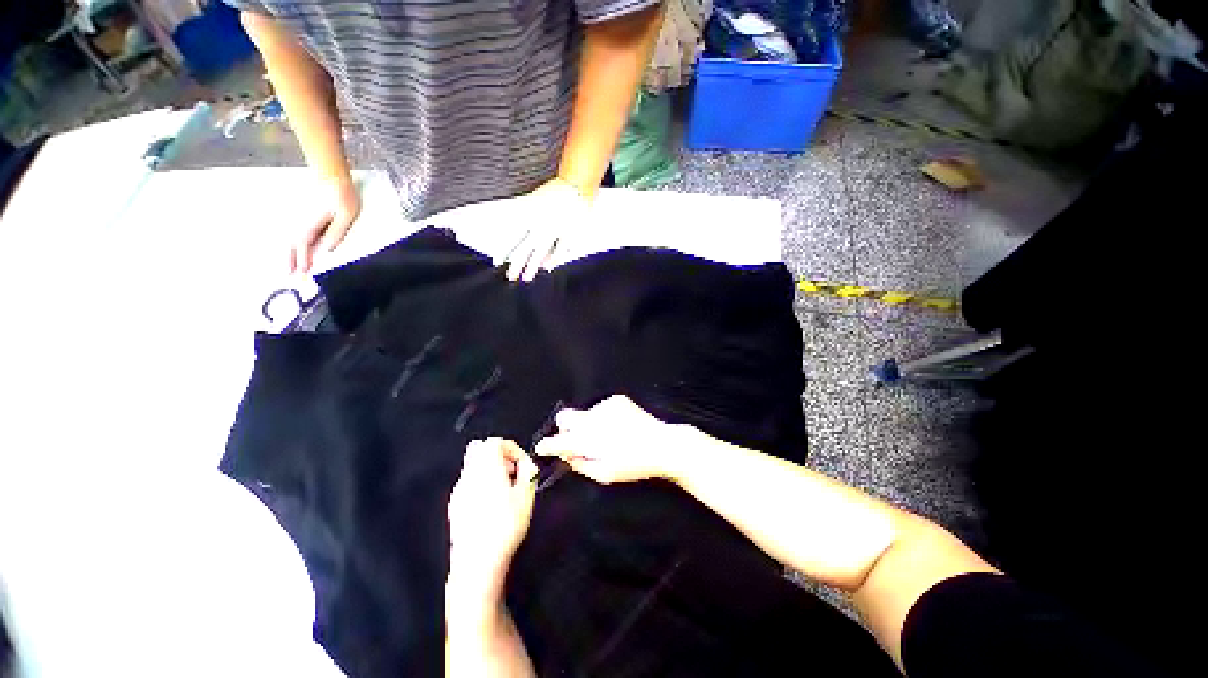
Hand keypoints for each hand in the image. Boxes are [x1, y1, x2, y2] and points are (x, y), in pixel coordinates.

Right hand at [291, 175, 360, 273]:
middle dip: (290, 261)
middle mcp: (300, 221)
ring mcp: (298, 218)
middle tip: (289, 278)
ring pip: (289, 240)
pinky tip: (289, 254)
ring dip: (287, 255)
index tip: (302, 274)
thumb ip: (336, 233)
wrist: (331, 177)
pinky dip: (289, 246)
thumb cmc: (342, 197)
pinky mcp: (300, 216)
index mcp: (311, 222)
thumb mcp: (346, 216)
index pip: (304, 245)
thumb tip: (326, 250)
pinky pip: (291, 234)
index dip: (302, 260)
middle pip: (292, 244)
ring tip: (286, 270)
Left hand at [447, 438, 538, 606]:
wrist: (477, 560)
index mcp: (487, 467)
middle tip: (510, 471)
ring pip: (472, 465)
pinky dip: (479, 482)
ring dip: (488, 468)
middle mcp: (470, 474)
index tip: (521, 465)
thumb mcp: (527, 495)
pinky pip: (468, 482)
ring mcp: (459, 489)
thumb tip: (527, 463)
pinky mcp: (454, 505)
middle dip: (497, 454)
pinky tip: (490, 503)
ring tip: (503, 488)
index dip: (512, 448)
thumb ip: (529, 471)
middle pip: (478, 448)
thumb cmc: (506, 525)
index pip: (495, 441)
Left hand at [497, 177, 590, 282]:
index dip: (505, 250)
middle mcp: (540, 225)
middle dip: (517, 264)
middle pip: (526, 248)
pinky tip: (547, 268)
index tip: (497, 262)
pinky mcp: (568, 233)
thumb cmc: (554, 192)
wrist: (576, 185)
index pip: (513, 236)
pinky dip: (554, 259)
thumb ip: (525, 213)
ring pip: (541, 252)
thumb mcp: (533, 199)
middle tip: (510, 277)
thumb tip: (515, 228)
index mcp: (529, 215)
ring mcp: (554, 231)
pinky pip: (559, 250)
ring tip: (526, 278)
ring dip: (532, 266)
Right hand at [534, 395, 692, 484]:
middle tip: (576, 441)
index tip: (542, 447)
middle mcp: (594, 418)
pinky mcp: (617, 400)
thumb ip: (581, 464)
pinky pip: (600, 408)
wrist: (662, 444)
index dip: (549, 445)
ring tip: (608, 436)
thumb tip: (567, 455)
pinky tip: (618, 427)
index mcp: (591, 440)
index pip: (561, 441)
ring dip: (588, 425)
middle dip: (565, 429)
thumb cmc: (634, 464)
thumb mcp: (605, 474)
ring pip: (584, 413)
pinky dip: (602, 418)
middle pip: (565, 416)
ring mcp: (606, 406)